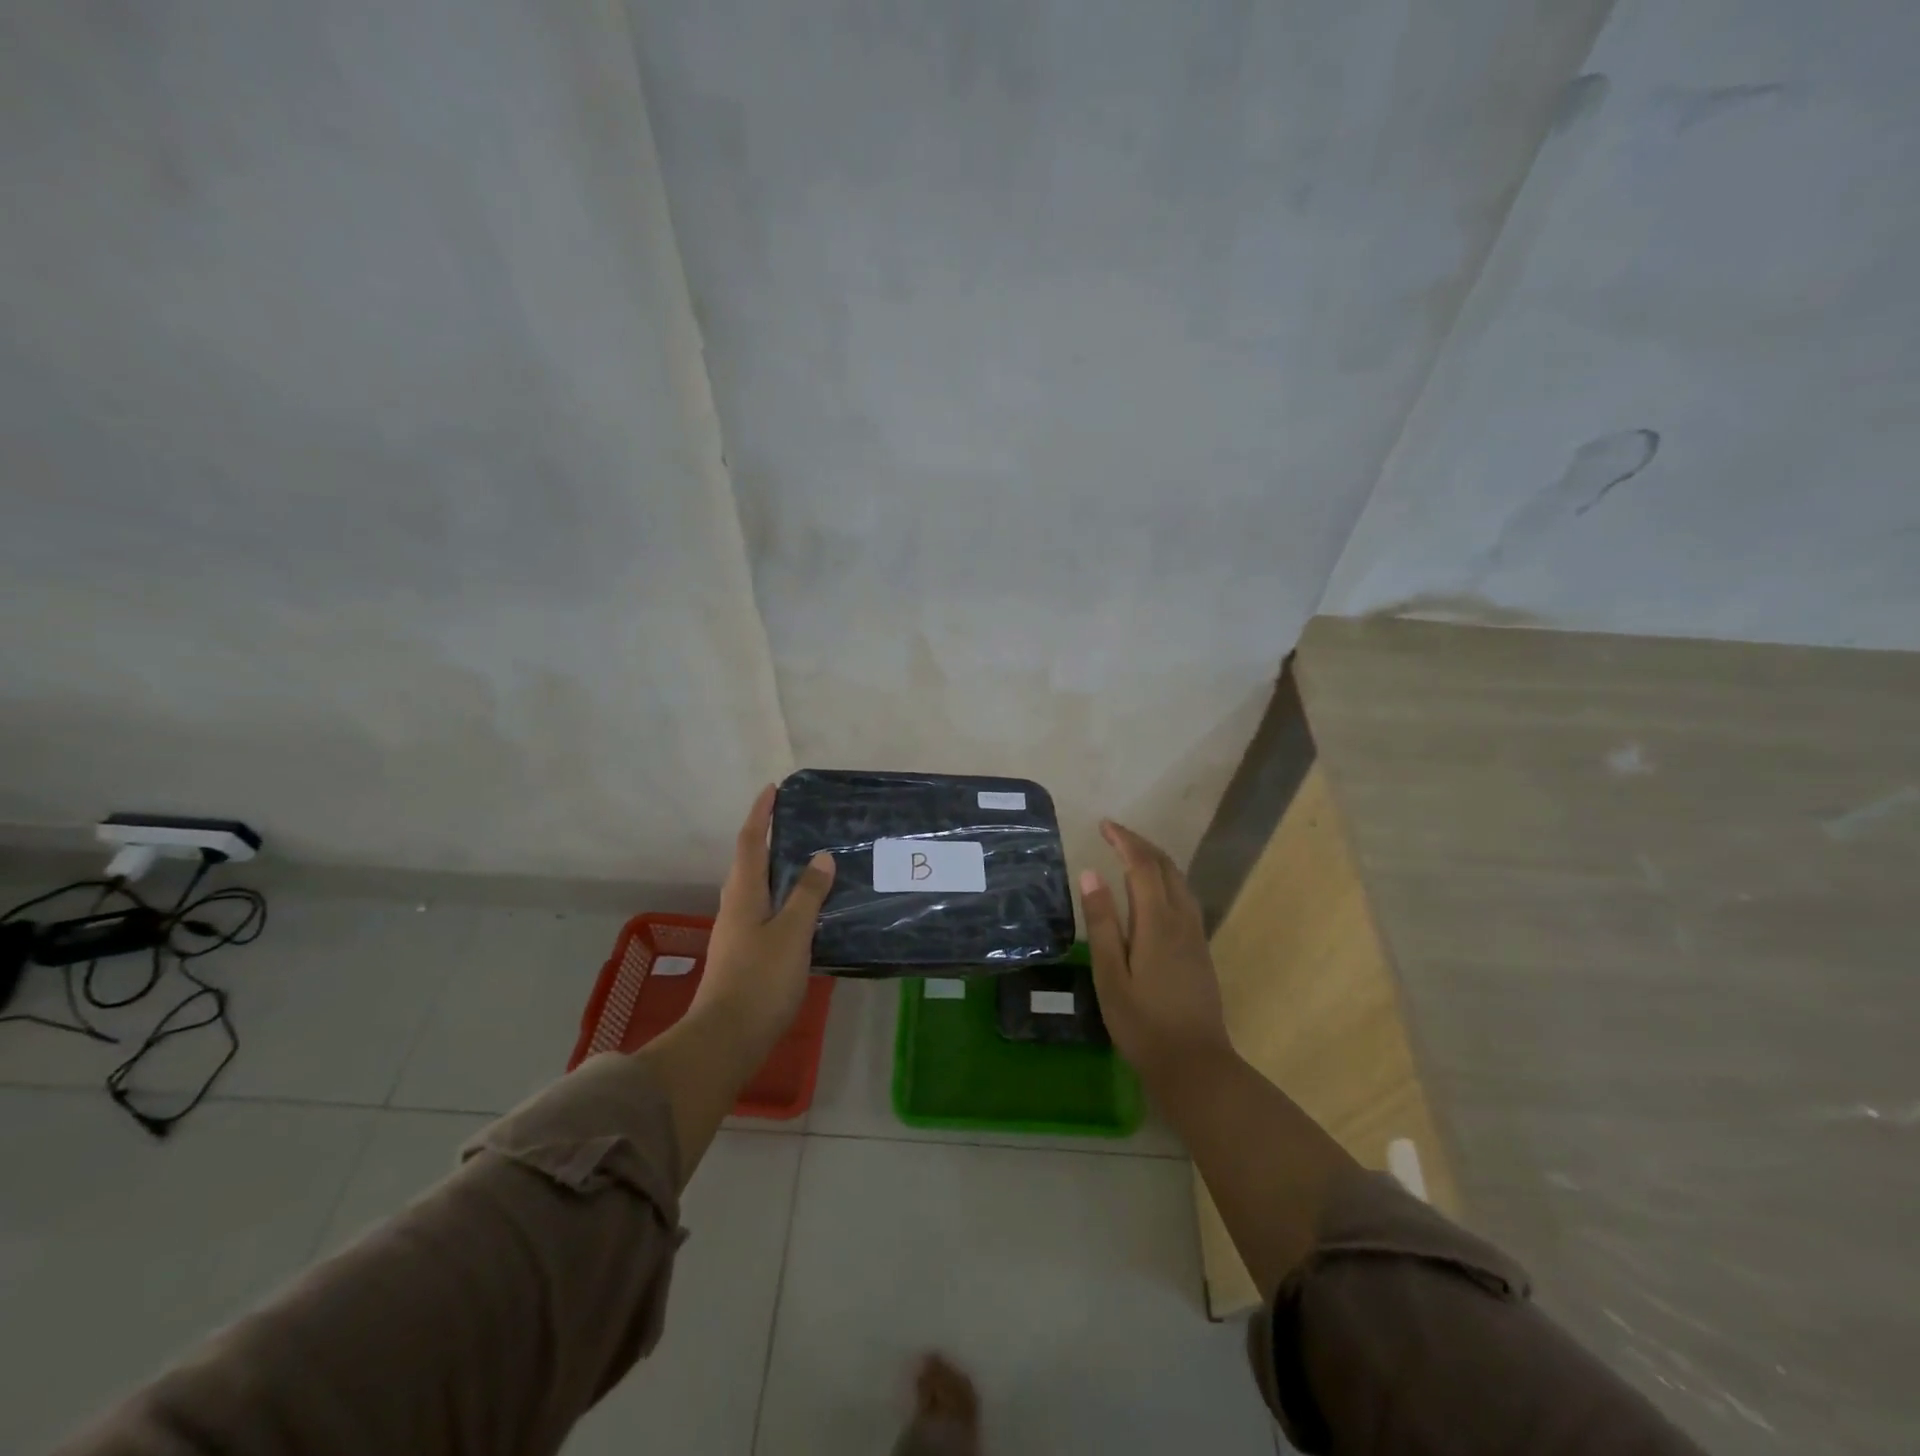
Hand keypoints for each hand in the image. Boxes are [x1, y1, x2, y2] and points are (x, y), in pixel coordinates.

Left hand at [690, 784, 835, 1055]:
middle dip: (766, 837)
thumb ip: (807, 894)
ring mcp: (737, 934)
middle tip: (794, 822)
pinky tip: (803, 910)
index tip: (773, 789)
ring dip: (775, 868)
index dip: (760, 814)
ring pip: (756, 889)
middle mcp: (735, 908)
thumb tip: (820, 856)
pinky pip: (764, 912)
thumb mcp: (792, 933)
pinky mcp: (744, 956)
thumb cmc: (760, 980)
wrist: (726, 1039)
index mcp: (743, 895)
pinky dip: (782, 899)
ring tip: (805, 860)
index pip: (750, 842)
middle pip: (748, 863)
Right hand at [1081, 819, 1231, 1088]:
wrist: (1196, 1065)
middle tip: (1113, 833)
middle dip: (1140, 844)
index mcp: (1157, 922)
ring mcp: (1196, 935)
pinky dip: (1166, 879)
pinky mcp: (1200, 950)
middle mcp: (1182, 920)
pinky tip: (1153, 890)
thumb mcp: (1110, 975)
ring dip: (1155, 859)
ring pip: (1180, 881)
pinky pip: (1184, 897)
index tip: (1103, 825)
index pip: (1143, 865)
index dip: (1124, 840)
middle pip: (1166, 867)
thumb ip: (1102, 922)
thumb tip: (1091, 873)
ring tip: (1130, 853)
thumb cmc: (1143, 1024)